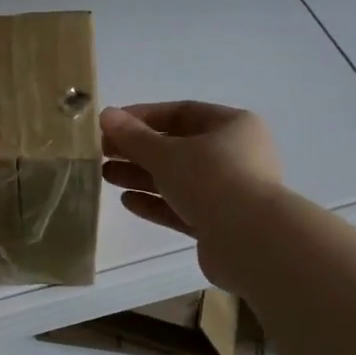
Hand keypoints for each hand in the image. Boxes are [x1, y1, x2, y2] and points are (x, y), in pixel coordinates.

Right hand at [100, 102, 282, 280]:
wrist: (252, 242)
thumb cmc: (212, 180)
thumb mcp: (166, 153)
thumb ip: (133, 136)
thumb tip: (106, 114)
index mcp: (233, 126)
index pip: (182, 112)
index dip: (143, 116)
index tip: (112, 125)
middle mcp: (236, 155)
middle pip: (178, 147)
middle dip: (138, 150)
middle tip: (103, 152)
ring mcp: (230, 191)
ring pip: (178, 178)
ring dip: (142, 176)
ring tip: (106, 176)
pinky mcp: (221, 224)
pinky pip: (184, 207)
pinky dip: (157, 203)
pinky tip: (128, 202)